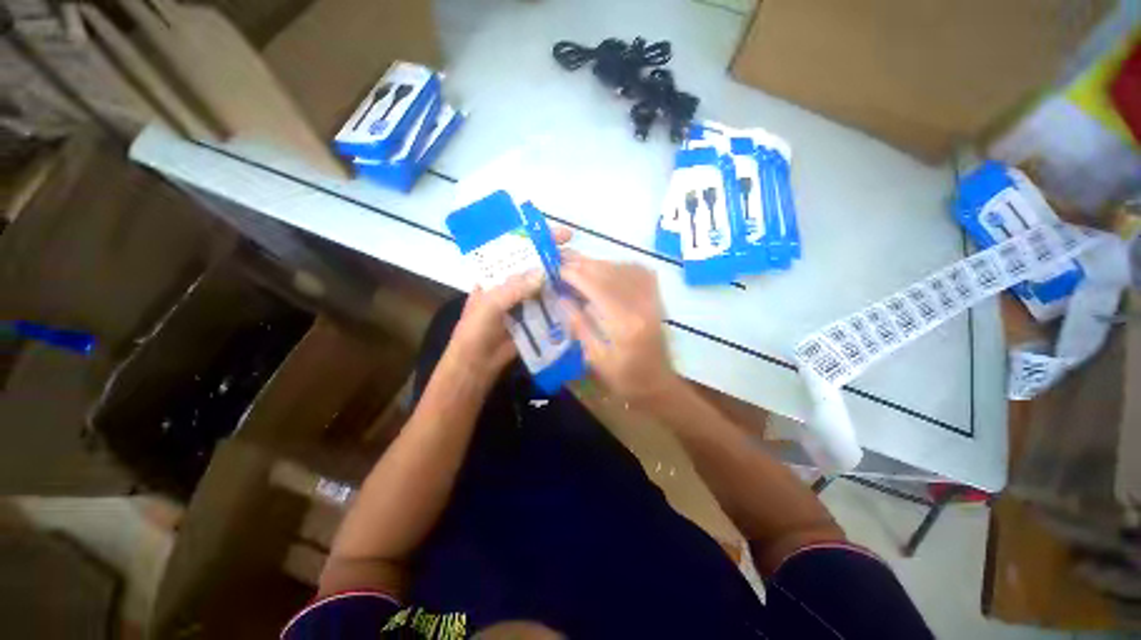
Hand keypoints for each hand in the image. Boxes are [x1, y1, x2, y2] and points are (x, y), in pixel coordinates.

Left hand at [444, 226, 572, 380]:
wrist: (477, 363)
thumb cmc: (475, 330)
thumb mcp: (489, 305)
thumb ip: (513, 289)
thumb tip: (542, 273)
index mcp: (497, 275)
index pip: (519, 249)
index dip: (539, 239)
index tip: (562, 235)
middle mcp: (513, 283)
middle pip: (536, 266)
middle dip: (555, 259)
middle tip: (578, 258)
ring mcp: (525, 300)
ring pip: (545, 285)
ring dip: (561, 280)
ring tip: (582, 277)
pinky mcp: (534, 317)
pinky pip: (550, 305)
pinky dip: (561, 301)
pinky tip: (576, 298)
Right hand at [560, 255, 677, 405]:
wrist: (658, 386)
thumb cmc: (625, 379)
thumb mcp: (596, 359)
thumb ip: (580, 326)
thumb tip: (562, 299)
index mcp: (624, 325)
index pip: (597, 288)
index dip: (576, 275)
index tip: (557, 268)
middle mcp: (641, 306)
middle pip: (611, 274)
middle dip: (585, 264)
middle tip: (564, 259)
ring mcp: (653, 301)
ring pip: (625, 269)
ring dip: (601, 263)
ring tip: (580, 263)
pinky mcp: (657, 301)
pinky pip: (641, 273)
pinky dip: (622, 266)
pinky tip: (608, 268)